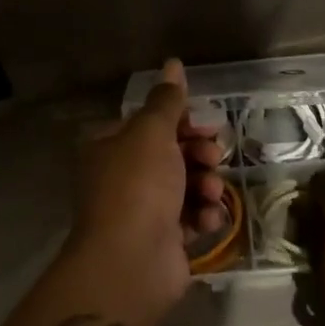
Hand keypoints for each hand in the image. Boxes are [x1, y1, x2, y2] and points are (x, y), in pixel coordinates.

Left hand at [57, 59, 223, 325]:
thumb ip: (166, 100)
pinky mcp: (163, 239)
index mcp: (111, 146)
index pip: (150, 123)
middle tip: (213, 155)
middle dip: (198, 152)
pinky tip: (208, 219)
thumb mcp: (152, 133)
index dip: (181, 121)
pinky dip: (202, 215)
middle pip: (171, 153)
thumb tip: (172, 63)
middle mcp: (123, 175)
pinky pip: (190, 217)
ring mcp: (142, 209)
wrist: (130, 262)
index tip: (206, 124)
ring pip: (185, 185)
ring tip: (210, 191)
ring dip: (205, 184)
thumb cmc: (138, 186)